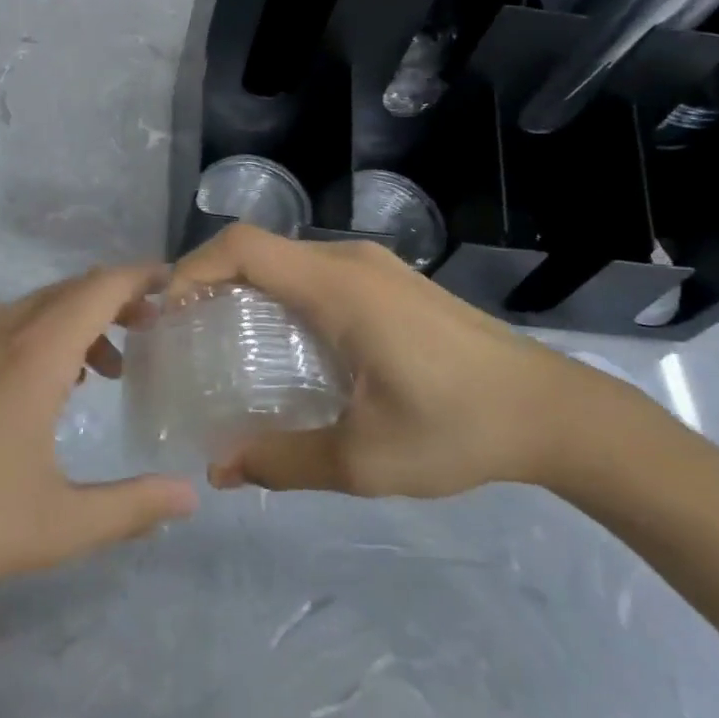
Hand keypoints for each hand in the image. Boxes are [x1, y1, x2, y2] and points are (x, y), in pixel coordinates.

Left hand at [0, 264, 197, 650]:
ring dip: (77, 324)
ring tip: (103, 372)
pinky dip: (40, 337)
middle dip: (117, 301)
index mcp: (34, 350)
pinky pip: (3, 326)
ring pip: (35, 308)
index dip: (143, 276)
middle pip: (71, 290)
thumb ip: (131, 509)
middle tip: (151, 332)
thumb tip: (190, 498)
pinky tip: (39, 390)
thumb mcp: (55, 526)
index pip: (101, 285)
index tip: (176, 285)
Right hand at [169, 224, 600, 497]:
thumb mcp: (365, 458)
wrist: (552, 411)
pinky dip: (282, 296)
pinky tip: (287, 347)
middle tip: (184, 334)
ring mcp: (374, 267)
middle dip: (212, 280)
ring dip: (248, 288)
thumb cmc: (457, 428)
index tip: (166, 311)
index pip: (244, 246)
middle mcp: (350, 261)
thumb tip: (219, 470)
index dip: (194, 267)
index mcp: (338, 287)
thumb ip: (284, 460)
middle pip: (261, 249)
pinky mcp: (390, 282)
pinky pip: (316, 274)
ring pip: (289, 261)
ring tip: (224, 342)